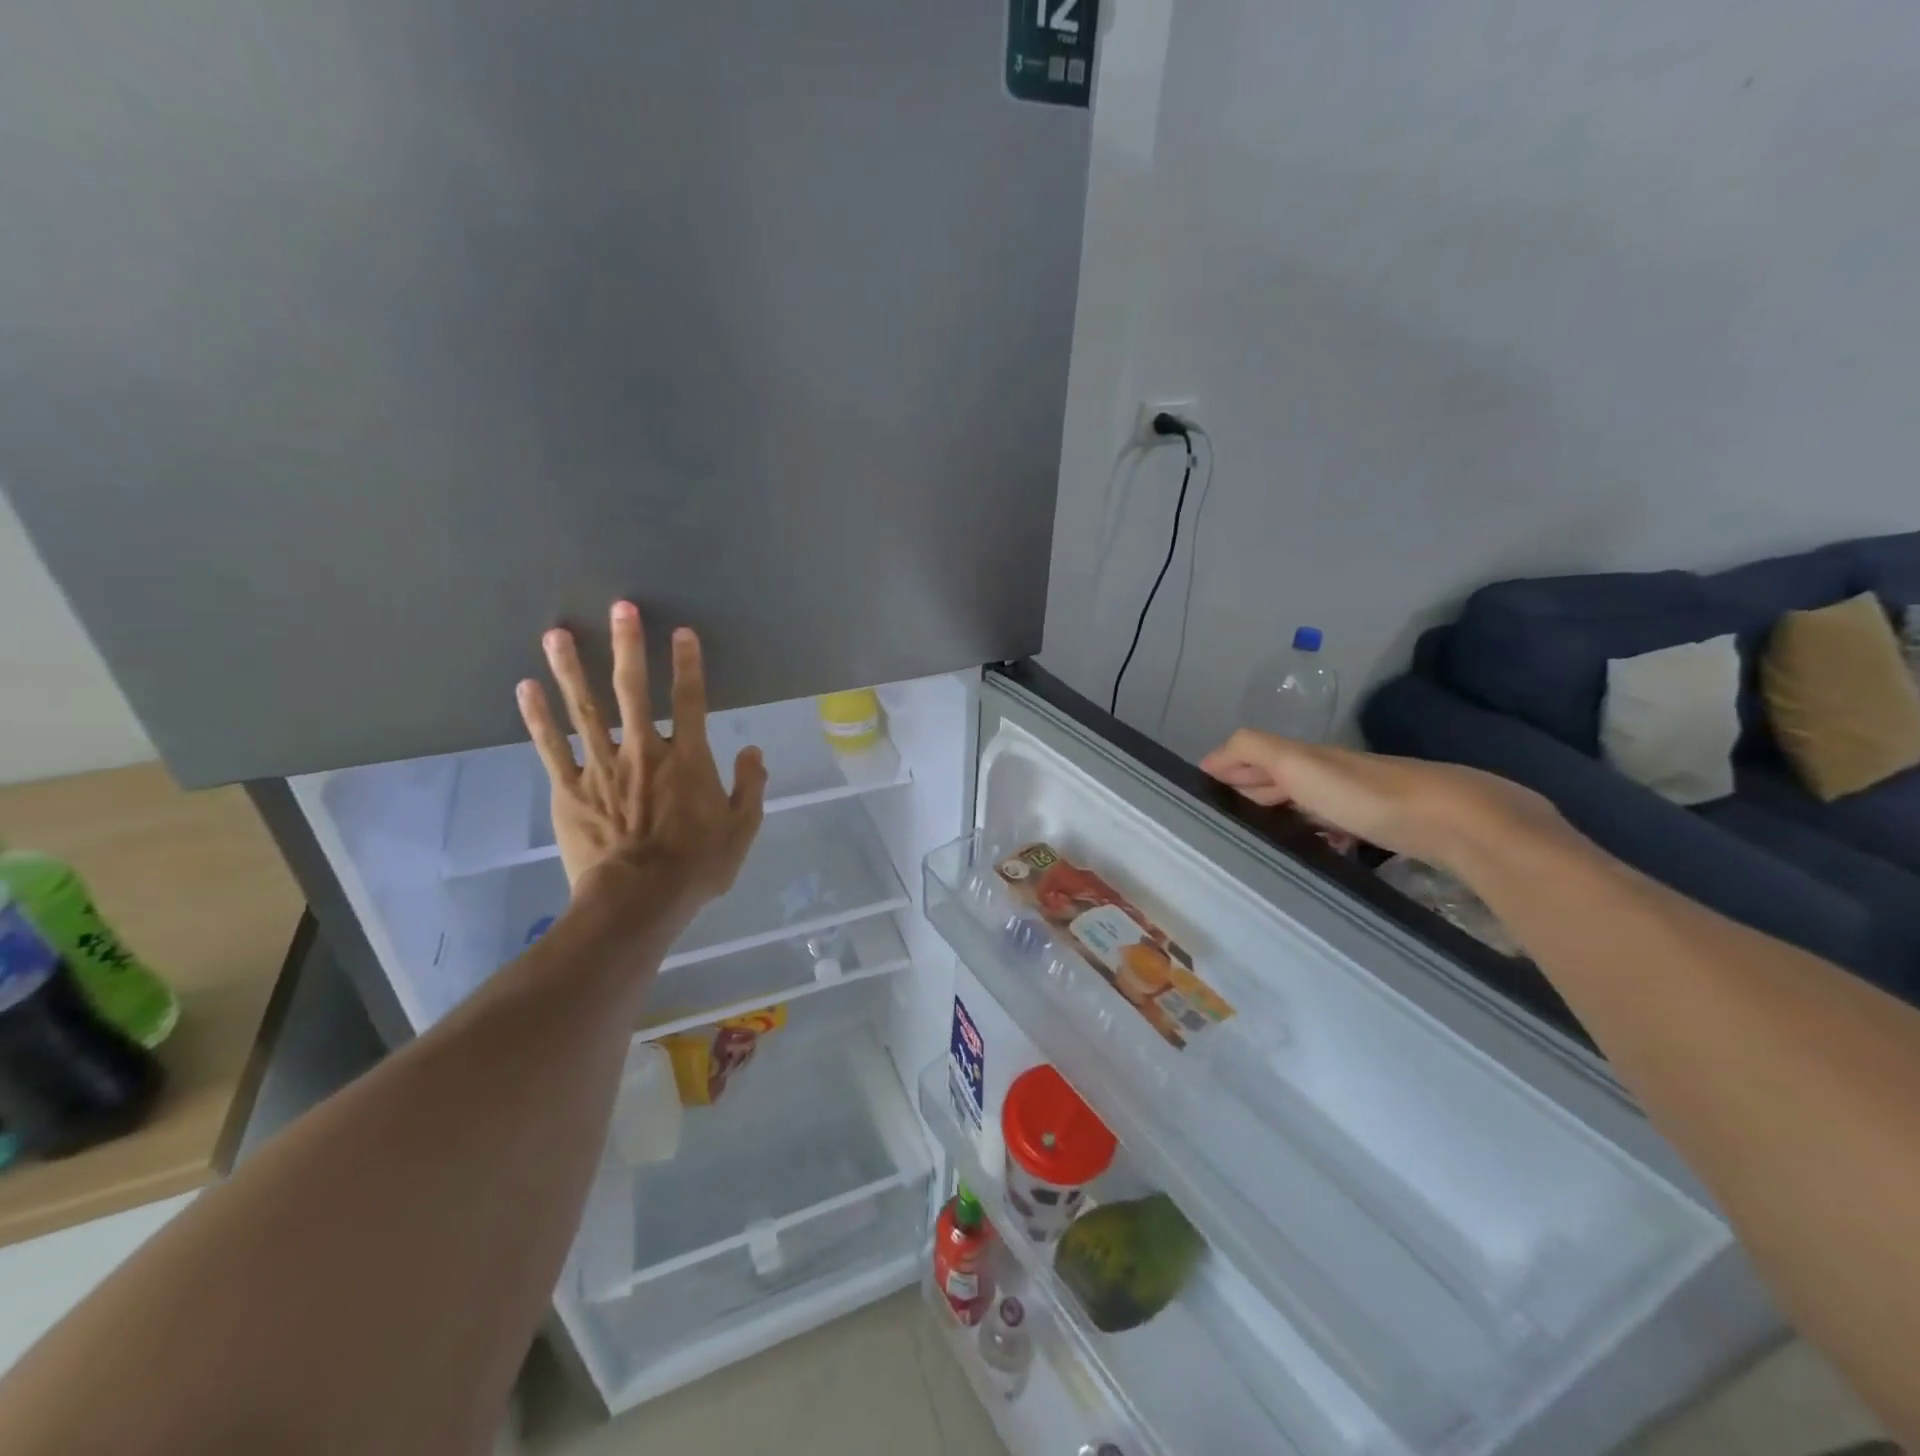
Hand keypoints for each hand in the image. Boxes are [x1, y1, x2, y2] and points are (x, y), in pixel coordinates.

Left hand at [515, 602, 766, 911]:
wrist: (638, 901)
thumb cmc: (696, 867)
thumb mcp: (741, 830)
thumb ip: (750, 787)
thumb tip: (753, 752)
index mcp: (687, 760)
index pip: (690, 700)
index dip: (688, 664)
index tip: (681, 632)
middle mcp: (643, 752)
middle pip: (634, 691)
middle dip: (628, 646)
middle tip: (620, 607)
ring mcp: (601, 768)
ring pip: (585, 710)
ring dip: (572, 669)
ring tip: (557, 633)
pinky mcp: (569, 789)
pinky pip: (551, 747)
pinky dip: (538, 718)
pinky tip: (526, 688)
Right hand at [1200, 729, 1562, 870]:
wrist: (1456, 820)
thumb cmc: (1366, 795)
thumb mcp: (1298, 763)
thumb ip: (1253, 750)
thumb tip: (1213, 757)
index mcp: (1307, 757)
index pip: (1255, 756)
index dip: (1228, 768)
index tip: (1202, 789)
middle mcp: (1332, 772)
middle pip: (1281, 776)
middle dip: (1249, 788)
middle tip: (1223, 814)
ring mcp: (1362, 798)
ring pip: (1308, 799)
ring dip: (1279, 811)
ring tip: (1258, 834)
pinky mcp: (1386, 825)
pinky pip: (1335, 823)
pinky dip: (1314, 829)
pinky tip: (1315, 846)